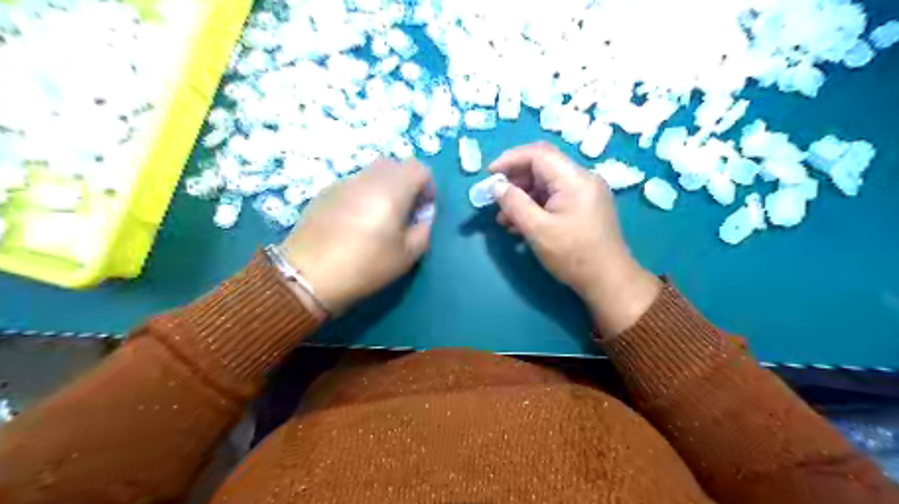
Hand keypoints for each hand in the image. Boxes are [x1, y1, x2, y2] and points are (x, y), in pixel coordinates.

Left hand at [281, 157, 435, 315]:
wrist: (309, 275)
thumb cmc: (365, 266)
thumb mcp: (407, 256)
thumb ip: (423, 230)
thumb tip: (422, 216)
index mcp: (392, 190)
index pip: (419, 168)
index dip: (427, 186)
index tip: (422, 210)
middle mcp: (367, 178)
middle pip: (394, 164)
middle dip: (406, 183)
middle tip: (403, 212)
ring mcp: (342, 183)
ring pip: (371, 173)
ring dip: (383, 188)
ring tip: (377, 218)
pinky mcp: (324, 192)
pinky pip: (352, 185)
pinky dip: (361, 195)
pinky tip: (352, 223)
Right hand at [491, 143, 657, 335]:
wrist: (608, 281)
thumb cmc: (573, 255)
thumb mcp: (538, 230)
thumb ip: (514, 204)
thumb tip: (496, 186)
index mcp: (575, 179)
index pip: (538, 154)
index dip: (510, 160)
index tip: (489, 175)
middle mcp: (582, 179)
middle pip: (542, 166)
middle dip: (515, 180)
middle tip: (495, 198)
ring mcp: (585, 193)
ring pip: (546, 184)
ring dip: (522, 196)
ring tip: (503, 218)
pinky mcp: (584, 207)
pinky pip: (554, 197)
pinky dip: (535, 206)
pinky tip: (520, 224)